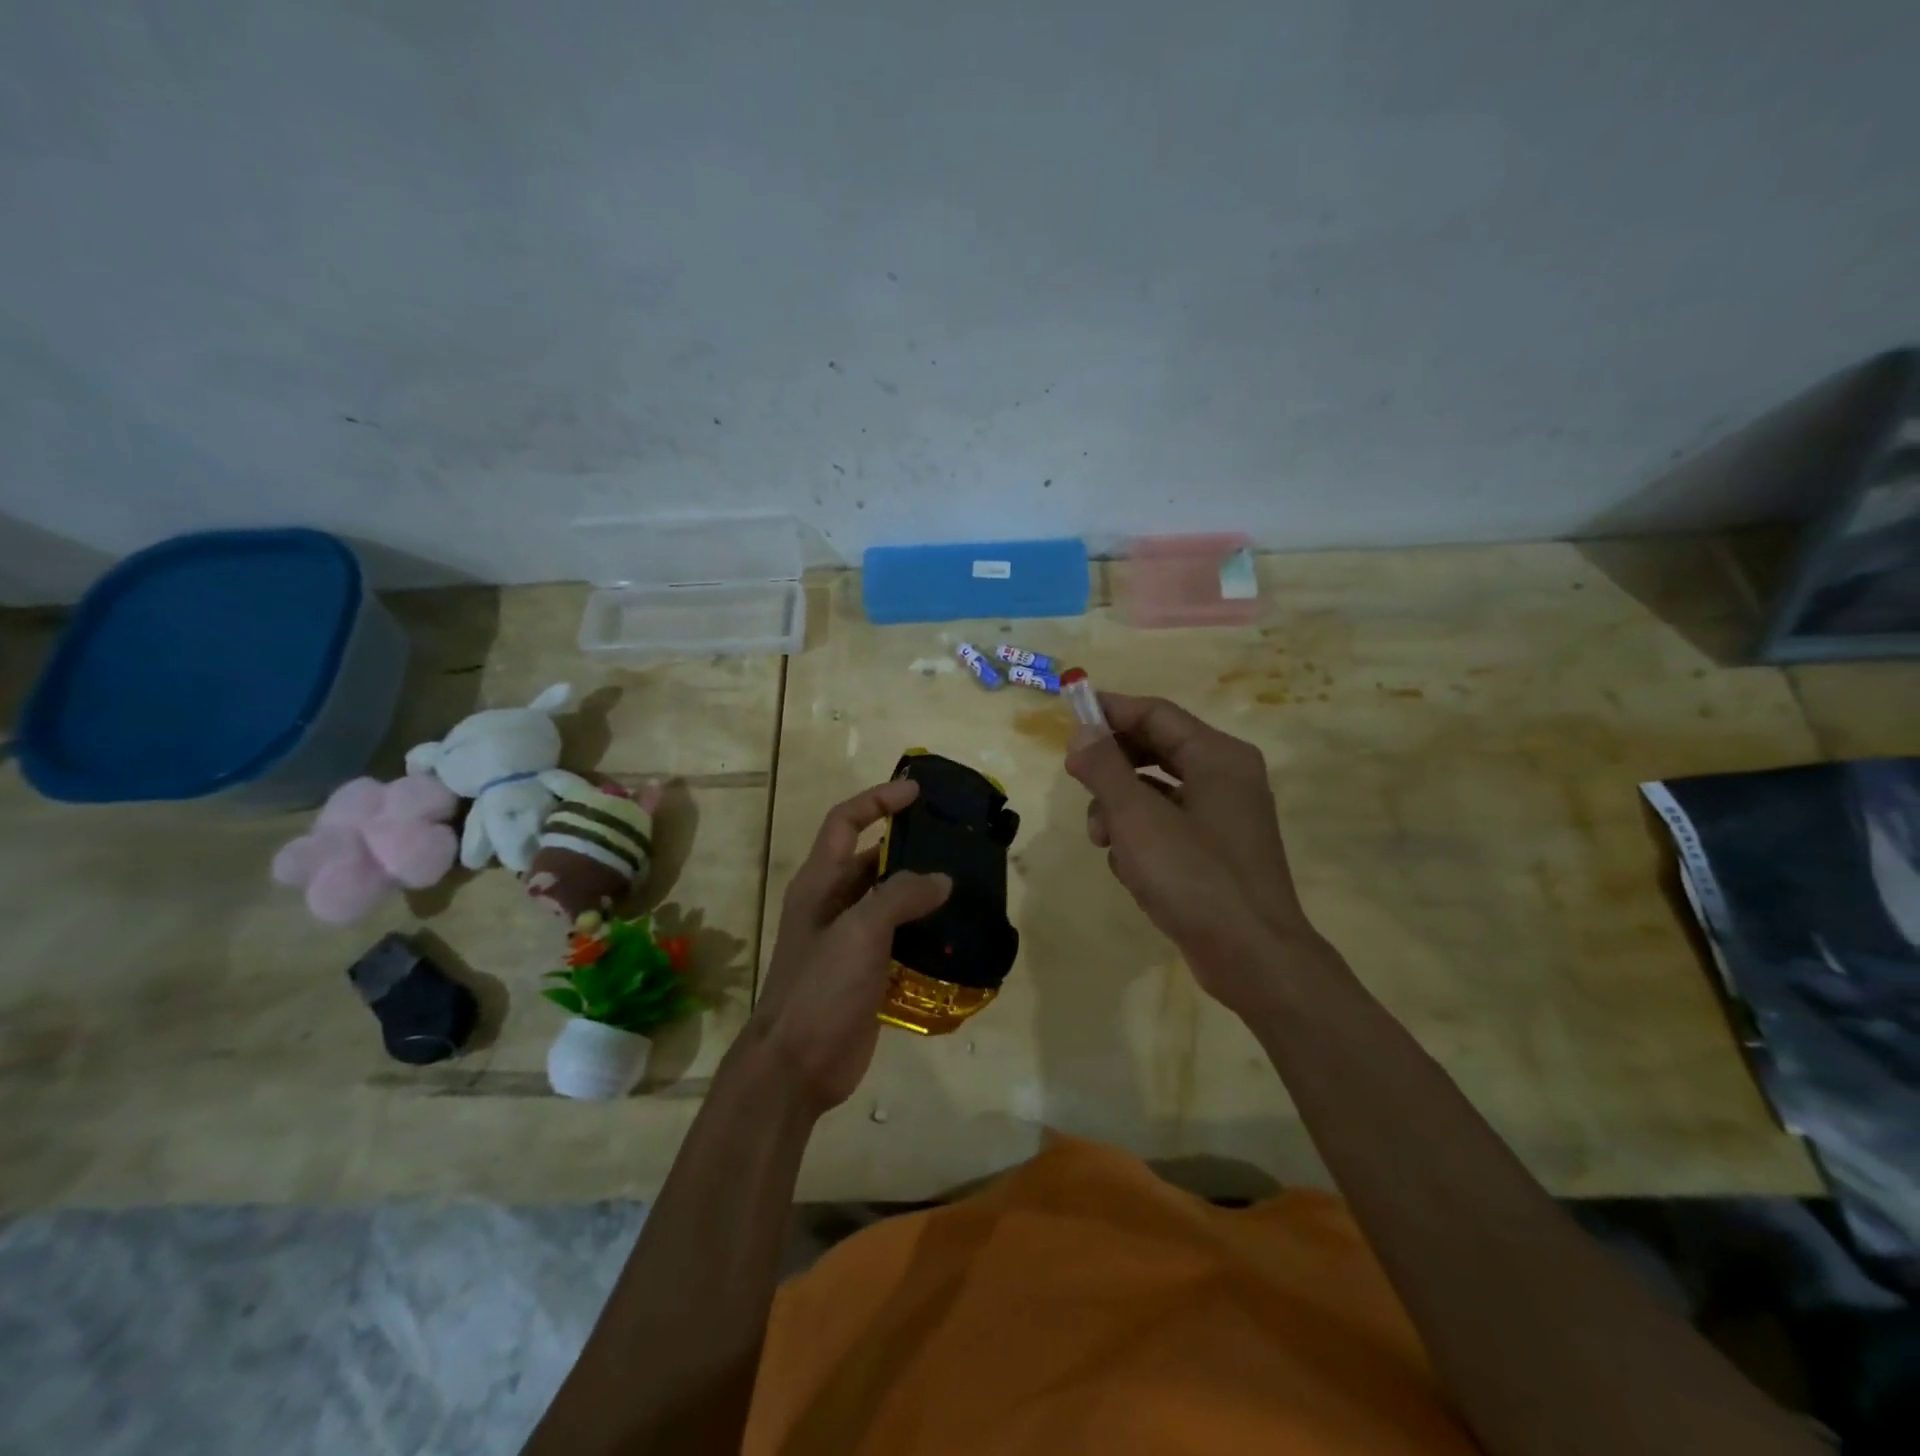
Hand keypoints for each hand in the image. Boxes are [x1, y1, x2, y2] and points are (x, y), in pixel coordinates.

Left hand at [751, 780, 952, 1112]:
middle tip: (954, 841)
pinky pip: (900, 938)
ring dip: (921, 891)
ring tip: (965, 883)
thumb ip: (900, 896)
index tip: (916, 792)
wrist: (797, 1065)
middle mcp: (833, 903)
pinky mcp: (867, 971)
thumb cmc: (820, 987)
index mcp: (819, 882)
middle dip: (908, 846)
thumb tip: (941, 879)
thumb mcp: (859, 931)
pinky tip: (956, 934)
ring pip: (890, 900)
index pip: (845, 822)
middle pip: (871, 859)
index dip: (878, 801)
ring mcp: (850, 940)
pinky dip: (925, 931)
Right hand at [1065, 693, 1327, 1014]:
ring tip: (1101, 839)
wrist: (1253, 958)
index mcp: (1217, 756)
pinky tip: (1129, 868)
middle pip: (1156, 749)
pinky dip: (1142, 837)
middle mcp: (1226, 777)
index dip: (1109, 711)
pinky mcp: (1216, 851)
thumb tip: (1081, 732)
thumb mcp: (1137, 818)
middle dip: (1112, 766)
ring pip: (1157, 791)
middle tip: (1075, 778)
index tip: (1068, 717)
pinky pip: (1168, 825)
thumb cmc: (1194, 877)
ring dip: (1121, 808)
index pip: (1155, 713)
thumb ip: (1105, 768)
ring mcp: (1224, 816)